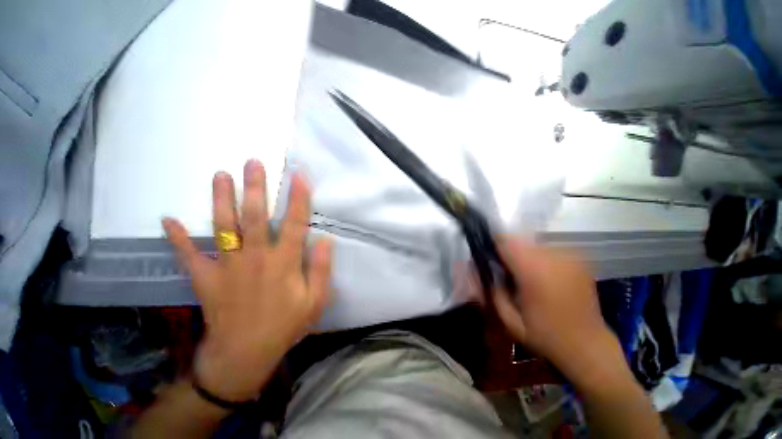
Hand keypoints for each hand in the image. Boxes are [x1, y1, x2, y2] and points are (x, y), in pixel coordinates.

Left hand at [162, 159, 331, 401]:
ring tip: (220, 175)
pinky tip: (167, 219)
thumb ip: (321, 269)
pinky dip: (176, 238)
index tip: (299, 176)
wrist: (244, 355)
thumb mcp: (315, 300)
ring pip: (223, 227)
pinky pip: (188, 256)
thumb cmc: (285, 325)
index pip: (294, 223)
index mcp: (284, 263)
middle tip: (253, 162)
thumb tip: (324, 240)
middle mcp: (255, 258)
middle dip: (255, 188)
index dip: (298, 198)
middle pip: (254, 217)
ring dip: (220, 199)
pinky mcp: (206, 279)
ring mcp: (227, 267)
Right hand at [492, 238, 626, 389]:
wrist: (588, 346)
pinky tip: (543, 276)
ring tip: (526, 275)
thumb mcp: (508, 318)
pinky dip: (540, 257)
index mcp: (533, 271)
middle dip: (508, 251)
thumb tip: (478, 268)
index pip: (505, 241)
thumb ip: (491, 289)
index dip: (492, 244)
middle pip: (519, 239)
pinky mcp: (579, 259)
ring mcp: (569, 256)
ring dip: (524, 254)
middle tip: (506, 270)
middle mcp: (553, 257)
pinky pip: (549, 249)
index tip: (488, 256)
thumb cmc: (545, 335)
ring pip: (533, 243)